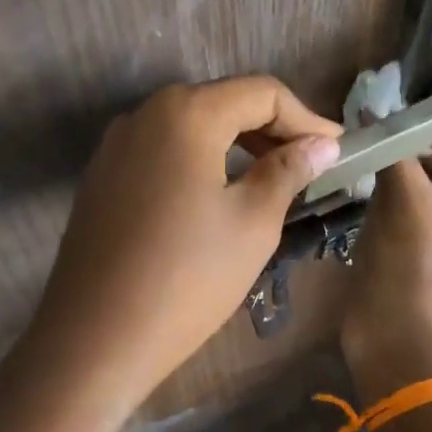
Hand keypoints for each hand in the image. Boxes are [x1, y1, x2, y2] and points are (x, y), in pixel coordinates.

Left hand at [28, 77, 341, 413]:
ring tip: (269, 183)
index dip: (306, 117)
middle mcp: (143, 115)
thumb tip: (320, 145)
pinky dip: (198, 165)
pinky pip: (161, 155)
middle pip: (221, 104)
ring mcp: (114, 148)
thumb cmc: (187, 278)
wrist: (96, 338)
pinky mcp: (100, 180)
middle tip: (308, 167)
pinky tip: (216, 200)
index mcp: (185, 114)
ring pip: (189, 130)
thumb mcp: (253, 224)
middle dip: (271, 130)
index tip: (336, 150)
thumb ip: (288, 171)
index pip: (261, 93)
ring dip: (235, 148)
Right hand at [341, 130, 431, 395]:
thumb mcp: (409, 201)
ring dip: (405, 173)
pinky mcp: (419, 254)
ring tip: (376, 161)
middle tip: (392, 145)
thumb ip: (396, 153)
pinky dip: (392, 196)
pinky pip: (411, 211)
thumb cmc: (416, 267)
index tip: (429, 144)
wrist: (393, 339)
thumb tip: (374, 117)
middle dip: (427, 153)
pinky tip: (366, 186)